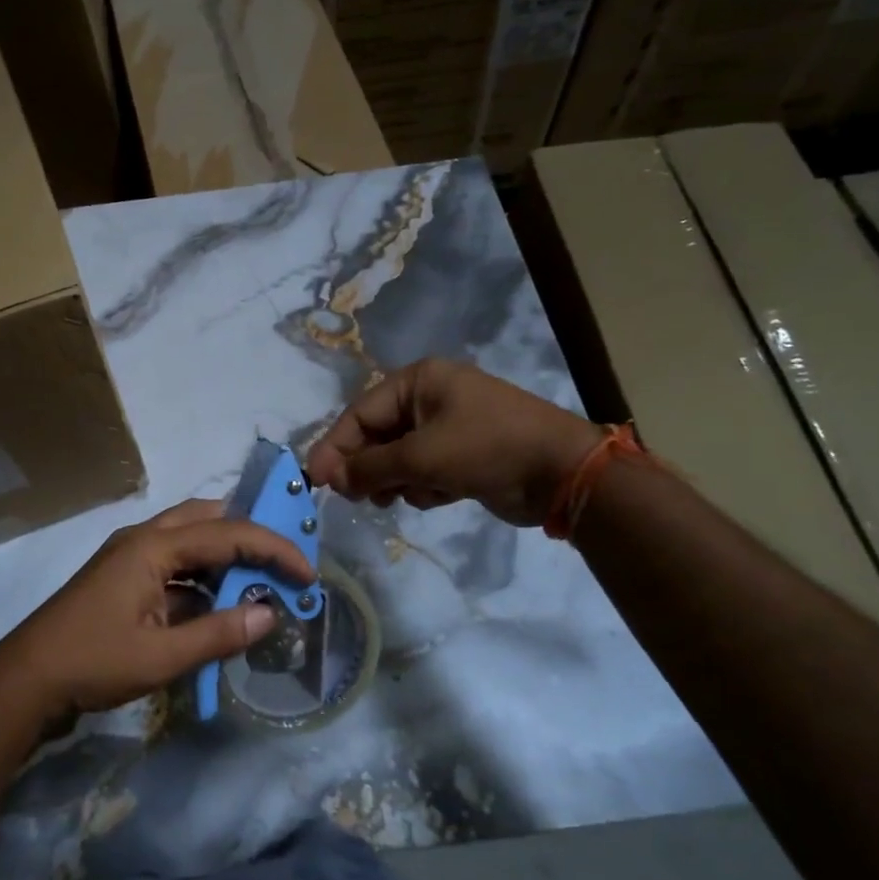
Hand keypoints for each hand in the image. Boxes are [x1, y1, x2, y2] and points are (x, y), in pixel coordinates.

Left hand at [0, 499, 315, 716]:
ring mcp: (130, 557)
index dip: (273, 550)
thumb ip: (219, 633)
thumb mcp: (162, 657)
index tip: (308, 573)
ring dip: (225, 557)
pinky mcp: (124, 578)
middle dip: (249, 534)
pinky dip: (202, 579)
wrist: (26, 681)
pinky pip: (174, 565)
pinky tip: (221, 605)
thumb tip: (271, 614)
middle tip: (283, 559)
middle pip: (208, 519)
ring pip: (190, 540)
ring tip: (261, 581)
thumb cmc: (93, 662)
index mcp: (153, 546)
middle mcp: (143, 539)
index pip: (228, 534)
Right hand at [306, 358, 600, 526]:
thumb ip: (370, 467)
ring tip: (404, 496)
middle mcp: (430, 398)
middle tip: (357, 497)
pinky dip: (425, 486)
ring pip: (399, 458)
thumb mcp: (421, 457)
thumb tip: (331, 478)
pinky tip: (441, 495)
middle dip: (369, 467)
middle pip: (377, 436)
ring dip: (398, 480)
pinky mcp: (463, 455)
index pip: (360, 413)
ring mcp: (448, 427)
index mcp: (418, 382)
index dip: (335, 447)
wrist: (562, 473)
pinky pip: (424, 471)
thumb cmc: (486, 449)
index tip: (315, 480)